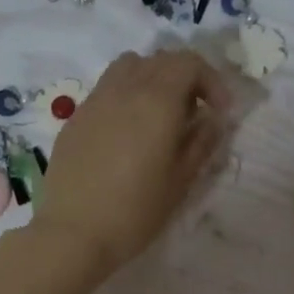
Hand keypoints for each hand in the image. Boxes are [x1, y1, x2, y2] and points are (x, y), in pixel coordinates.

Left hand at [32, 48, 229, 282]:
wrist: (74, 233)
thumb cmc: (135, 212)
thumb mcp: (180, 182)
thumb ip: (201, 143)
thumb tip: (213, 120)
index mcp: (156, 101)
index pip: (189, 63)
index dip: (211, 81)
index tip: (219, 112)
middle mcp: (124, 89)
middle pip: (160, 60)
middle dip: (185, 79)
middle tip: (194, 114)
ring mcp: (95, 100)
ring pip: (129, 67)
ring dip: (152, 80)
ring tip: (159, 116)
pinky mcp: (75, 118)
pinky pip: (106, 90)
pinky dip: (126, 97)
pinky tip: (127, 134)